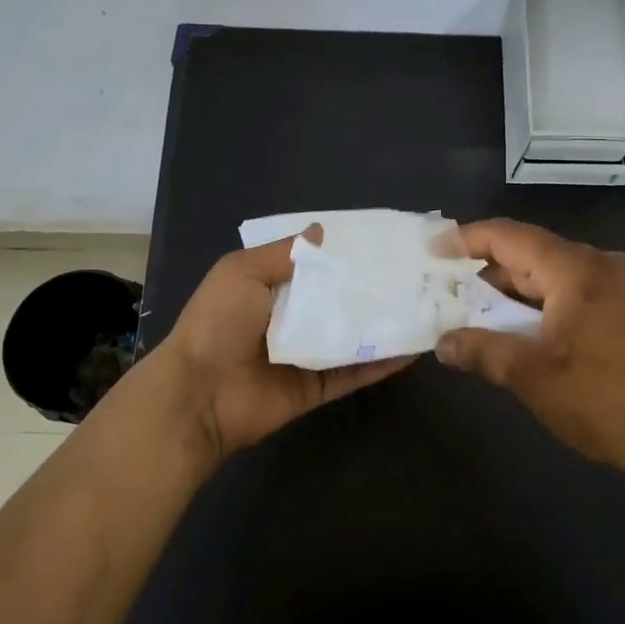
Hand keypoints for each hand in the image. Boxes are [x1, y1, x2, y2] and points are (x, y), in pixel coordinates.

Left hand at [160, 228, 414, 463]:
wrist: (200, 394)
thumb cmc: (219, 323)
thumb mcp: (242, 272)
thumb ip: (284, 253)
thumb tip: (322, 229)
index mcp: (271, 287)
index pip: (315, 265)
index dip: (343, 254)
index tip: (381, 240)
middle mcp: (292, 318)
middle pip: (339, 299)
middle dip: (371, 287)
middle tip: (415, 271)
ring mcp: (307, 355)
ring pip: (353, 336)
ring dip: (383, 323)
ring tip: (424, 305)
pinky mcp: (318, 387)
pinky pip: (355, 373)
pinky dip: (381, 363)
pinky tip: (412, 348)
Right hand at [436, 218, 624, 530]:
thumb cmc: (606, 401)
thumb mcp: (532, 377)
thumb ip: (482, 351)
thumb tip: (442, 342)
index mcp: (575, 269)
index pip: (508, 236)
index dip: (466, 238)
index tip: (431, 249)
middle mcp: (600, 264)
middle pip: (530, 252)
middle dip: (487, 271)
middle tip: (447, 290)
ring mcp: (622, 286)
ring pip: (553, 274)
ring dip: (514, 292)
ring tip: (477, 314)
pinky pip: (575, 291)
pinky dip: (542, 304)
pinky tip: (524, 330)